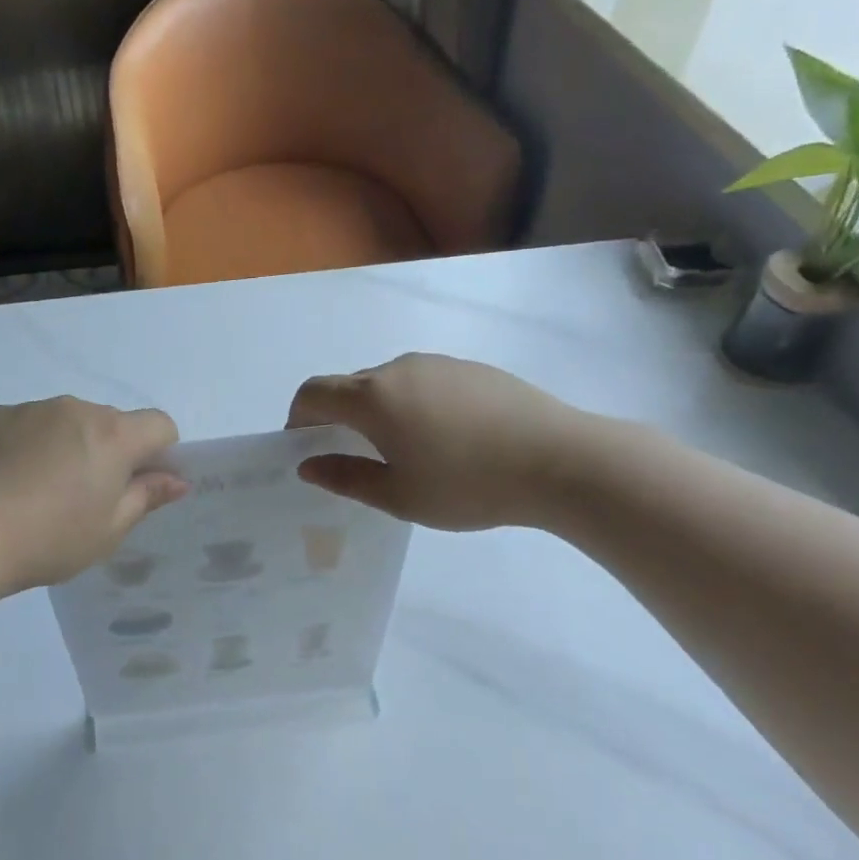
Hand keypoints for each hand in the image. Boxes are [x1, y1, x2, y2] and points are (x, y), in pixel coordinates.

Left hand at [0, 397, 187, 591]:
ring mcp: (29, 409)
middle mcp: (75, 409)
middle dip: (109, 451)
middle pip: (110, 423)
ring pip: (65, 422)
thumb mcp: (108, 530)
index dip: (160, 452)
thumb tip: (177, 479)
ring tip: (36, 493)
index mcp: (112, 435)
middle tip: (84, 498)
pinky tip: (4, 484)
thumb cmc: (48, 539)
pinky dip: (27, 446)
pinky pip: (25, 426)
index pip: (159, 424)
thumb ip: (146, 497)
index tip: (138, 485)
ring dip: (66, 446)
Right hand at [286, 353, 603, 530]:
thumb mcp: (399, 495)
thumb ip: (346, 478)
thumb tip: (308, 464)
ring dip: (378, 411)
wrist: (560, 460)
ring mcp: (438, 364)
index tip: (306, 447)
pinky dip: (414, 404)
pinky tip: (447, 439)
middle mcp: (399, 368)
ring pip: (389, 383)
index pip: (314, 393)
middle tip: (356, 459)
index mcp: (374, 397)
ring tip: (407, 452)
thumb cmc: (469, 484)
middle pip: (350, 386)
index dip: (298, 417)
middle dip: (339, 417)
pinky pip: (424, 382)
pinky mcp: (471, 368)